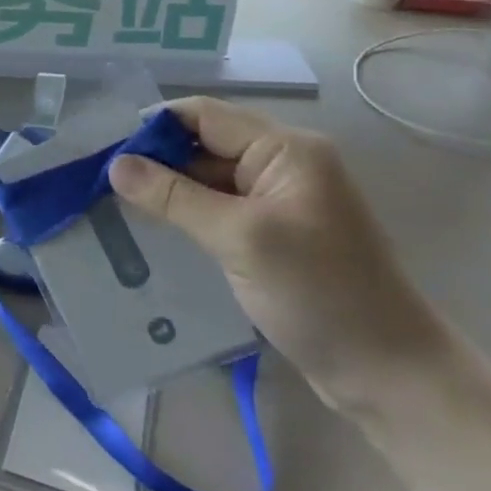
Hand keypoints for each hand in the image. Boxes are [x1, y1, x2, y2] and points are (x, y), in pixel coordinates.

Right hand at [107, 98, 451, 414]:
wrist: (388, 374)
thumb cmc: (319, 294)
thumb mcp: (240, 239)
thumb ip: (174, 197)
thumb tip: (116, 165)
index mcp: (286, 149)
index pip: (204, 116)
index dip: (154, 127)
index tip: (105, 148)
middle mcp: (283, 164)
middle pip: (205, 144)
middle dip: (156, 159)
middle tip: (101, 180)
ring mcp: (280, 201)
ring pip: (209, 178)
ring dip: (169, 189)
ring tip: (115, 202)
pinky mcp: (274, 234)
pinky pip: (221, 209)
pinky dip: (188, 214)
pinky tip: (153, 229)